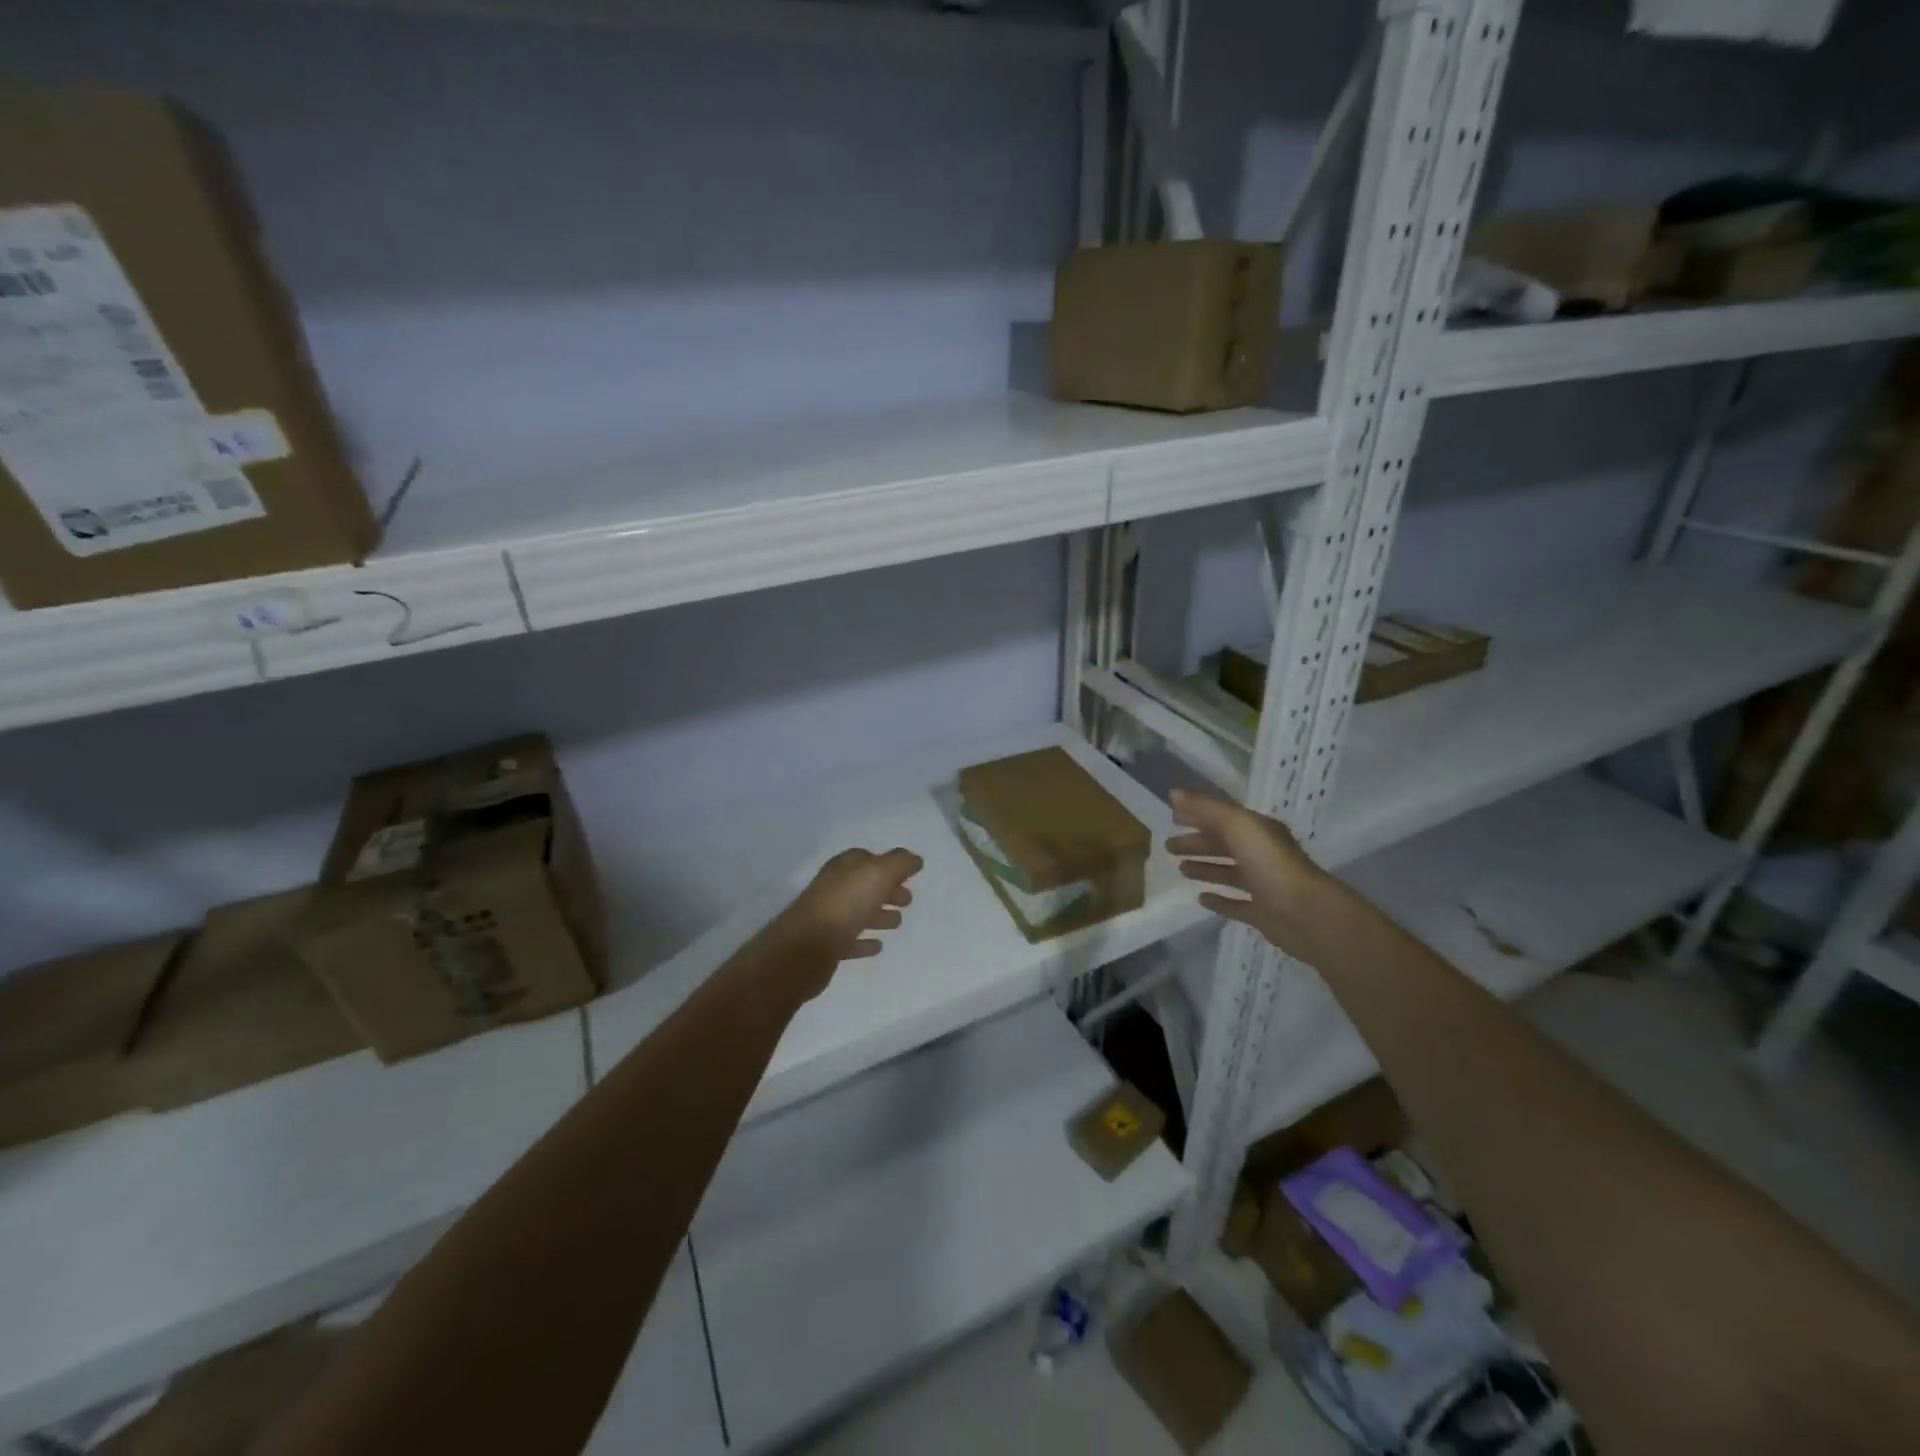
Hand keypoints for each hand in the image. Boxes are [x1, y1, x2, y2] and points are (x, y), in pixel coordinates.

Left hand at [768, 847, 922, 999]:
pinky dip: (864, 942)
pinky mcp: (826, 946)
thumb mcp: (878, 874)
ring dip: (878, 915)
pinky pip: (850, 940)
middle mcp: (834, 888)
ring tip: (898, 922)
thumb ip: (899, 863)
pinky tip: (877, 946)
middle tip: (908, 900)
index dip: (888, 865)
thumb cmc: (845, 904)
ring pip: (858, 911)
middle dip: (887, 890)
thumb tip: (915, 859)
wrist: (805, 948)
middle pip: (865, 885)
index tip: (909, 875)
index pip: (867, 859)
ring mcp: (828, 917)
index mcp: (844, 867)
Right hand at [1166, 789, 1337, 963]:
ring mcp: (1262, 885)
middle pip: (1223, 844)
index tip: (1171, 817)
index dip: (1197, 815)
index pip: (1222, 818)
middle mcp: (1261, 854)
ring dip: (1205, 868)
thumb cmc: (1269, 862)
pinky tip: (1201, 899)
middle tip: (1168, 846)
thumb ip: (1205, 808)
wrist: (1305, 912)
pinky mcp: (1262, 913)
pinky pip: (1236, 904)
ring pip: (1228, 872)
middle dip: (1196, 843)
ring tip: (1180, 869)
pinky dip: (1219, 901)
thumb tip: (1173, 793)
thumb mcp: (1236, 824)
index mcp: (1257, 831)